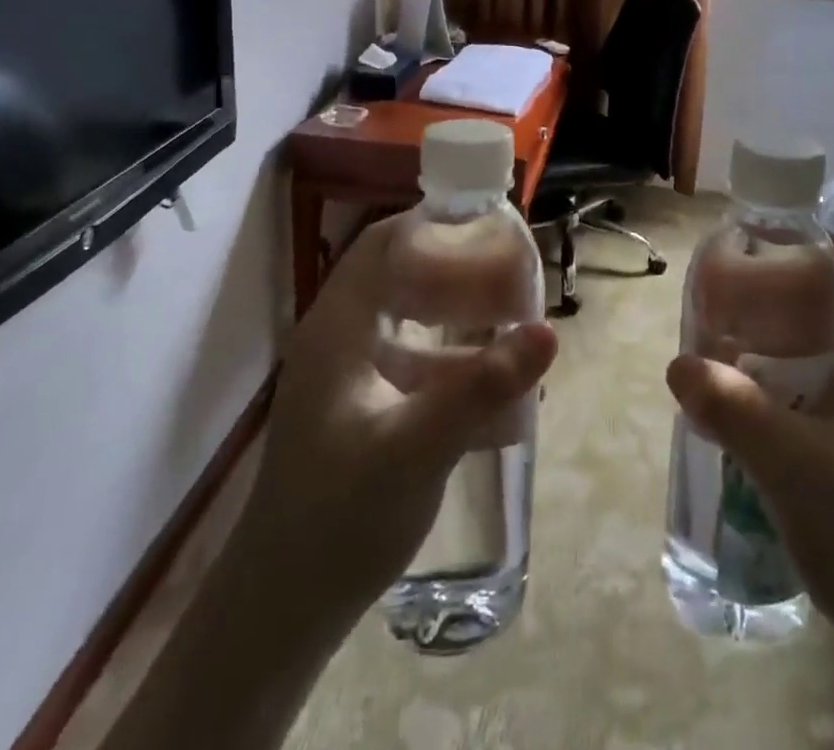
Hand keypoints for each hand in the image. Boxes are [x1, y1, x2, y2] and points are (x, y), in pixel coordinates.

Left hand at [105, 218, 555, 749]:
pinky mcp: (363, 407)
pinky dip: (451, 356)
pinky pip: (413, 359)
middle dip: (456, 267)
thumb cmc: (339, 517)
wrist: (284, 610)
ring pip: (409, 318)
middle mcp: (341, 338)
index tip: (489, 223)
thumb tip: (549, 331)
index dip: (433, 223)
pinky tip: (491, 382)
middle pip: (401, 274)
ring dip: (457, 313)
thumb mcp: (417, 449)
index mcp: (339, 327)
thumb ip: (483, 388)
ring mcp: (350, 374)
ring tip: (513, 318)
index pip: (383, 243)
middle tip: (512, 271)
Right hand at [665, 234, 833, 652]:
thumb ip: (735, 411)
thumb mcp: (795, 468)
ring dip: (773, 336)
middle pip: (831, 296)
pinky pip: (818, 380)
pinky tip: (744, 398)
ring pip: (822, 341)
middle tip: (720, 299)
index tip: (751, 241)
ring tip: (720, 344)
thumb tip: (677, 363)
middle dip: (775, 288)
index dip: (808, 237)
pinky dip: (781, 374)